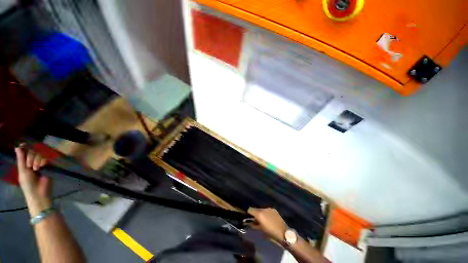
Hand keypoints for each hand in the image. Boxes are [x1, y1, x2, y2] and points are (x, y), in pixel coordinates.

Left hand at [15, 144, 51, 216]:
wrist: (39, 193)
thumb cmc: (28, 184)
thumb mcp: (23, 172)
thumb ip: (21, 160)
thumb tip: (17, 147)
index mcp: (24, 164)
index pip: (24, 152)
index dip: (24, 148)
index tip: (23, 144)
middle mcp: (32, 162)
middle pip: (32, 152)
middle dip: (30, 157)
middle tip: (30, 166)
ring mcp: (40, 164)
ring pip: (39, 155)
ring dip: (36, 161)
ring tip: (36, 169)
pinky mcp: (48, 166)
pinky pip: (45, 159)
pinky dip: (42, 162)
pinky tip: (41, 167)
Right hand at [247, 208, 287, 242]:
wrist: (283, 233)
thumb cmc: (270, 233)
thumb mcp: (260, 230)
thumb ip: (254, 224)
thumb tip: (249, 222)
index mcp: (259, 214)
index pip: (250, 209)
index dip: (249, 214)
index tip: (250, 219)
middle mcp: (263, 209)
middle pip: (256, 209)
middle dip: (256, 214)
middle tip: (257, 221)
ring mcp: (269, 208)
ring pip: (262, 210)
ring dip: (261, 214)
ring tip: (264, 221)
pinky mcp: (274, 210)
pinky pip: (267, 210)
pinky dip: (267, 214)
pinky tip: (270, 219)